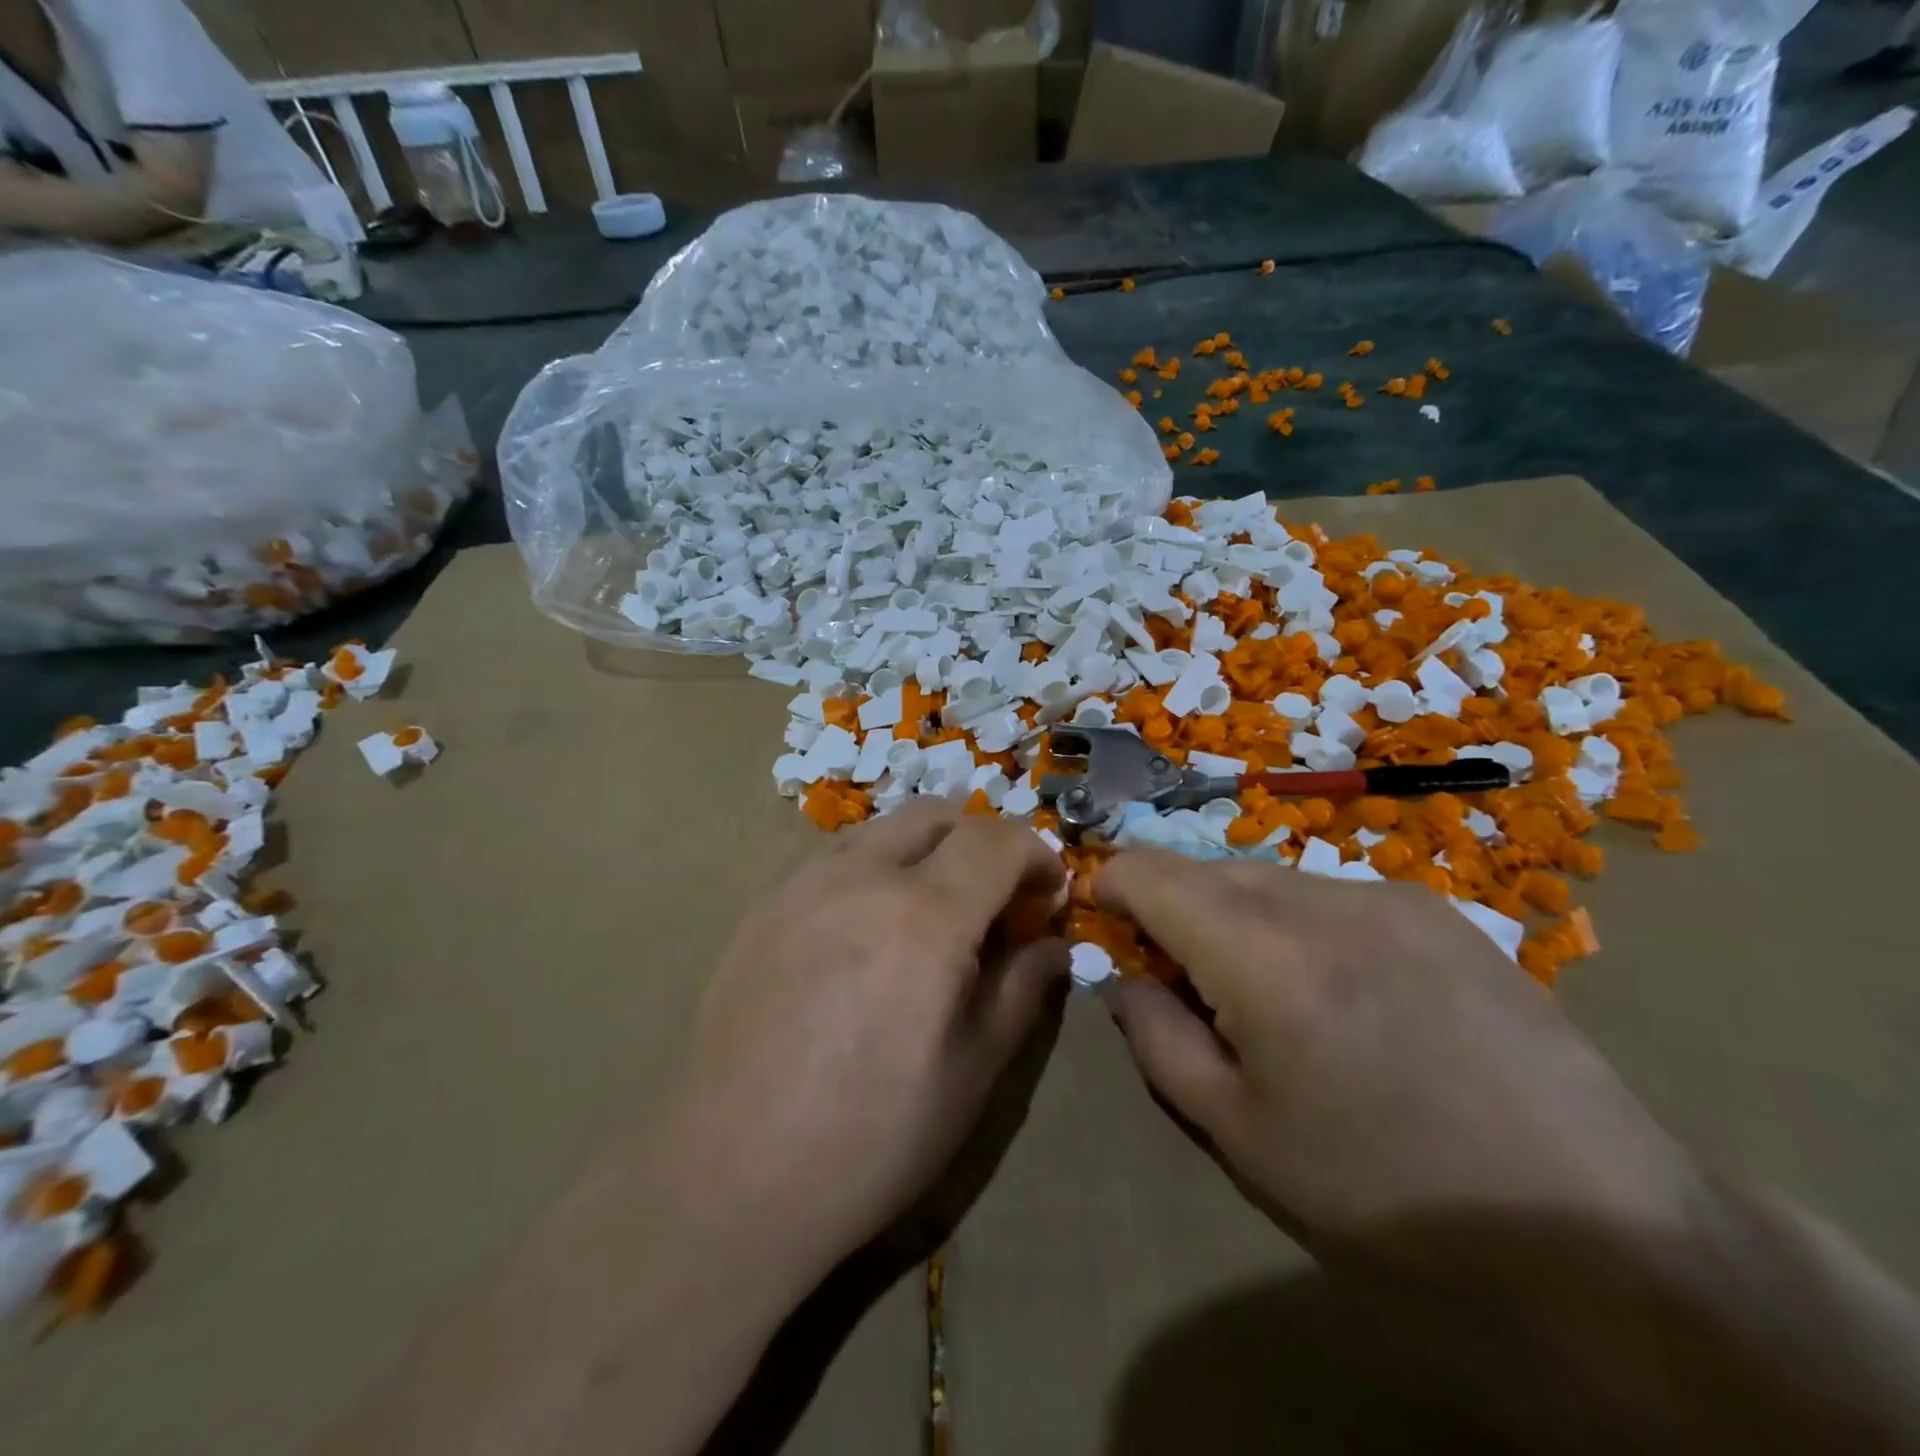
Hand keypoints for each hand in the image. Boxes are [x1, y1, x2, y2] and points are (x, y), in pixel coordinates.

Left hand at [657, 802, 1067, 1284]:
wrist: (731, 1178)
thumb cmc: (871, 1137)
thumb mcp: (972, 1071)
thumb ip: (1021, 988)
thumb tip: (1051, 944)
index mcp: (924, 915)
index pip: (998, 839)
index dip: (1037, 857)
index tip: (1047, 898)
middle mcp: (861, 876)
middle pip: (938, 815)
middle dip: (982, 841)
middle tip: (993, 901)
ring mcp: (802, 884)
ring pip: (882, 829)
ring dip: (926, 850)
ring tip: (930, 914)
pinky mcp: (763, 907)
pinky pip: (835, 859)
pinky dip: (874, 869)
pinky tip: (867, 933)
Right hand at [1099, 853, 1699, 1248]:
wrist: (1598, 1233)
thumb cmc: (1385, 1194)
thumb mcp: (1238, 1132)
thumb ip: (1158, 1038)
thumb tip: (1126, 980)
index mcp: (1259, 953)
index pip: (1149, 872)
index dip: (1111, 886)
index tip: (1105, 922)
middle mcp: (1319, 899)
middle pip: (1208, 870)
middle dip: (1176, 909)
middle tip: (1189, 982)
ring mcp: (1388, 896)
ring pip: (1271, 880)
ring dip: (1242, 918)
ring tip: (1276, 999)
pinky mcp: (1441, 911)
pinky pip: (1335, 896)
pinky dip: (1305, 926)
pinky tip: (1350, 996)